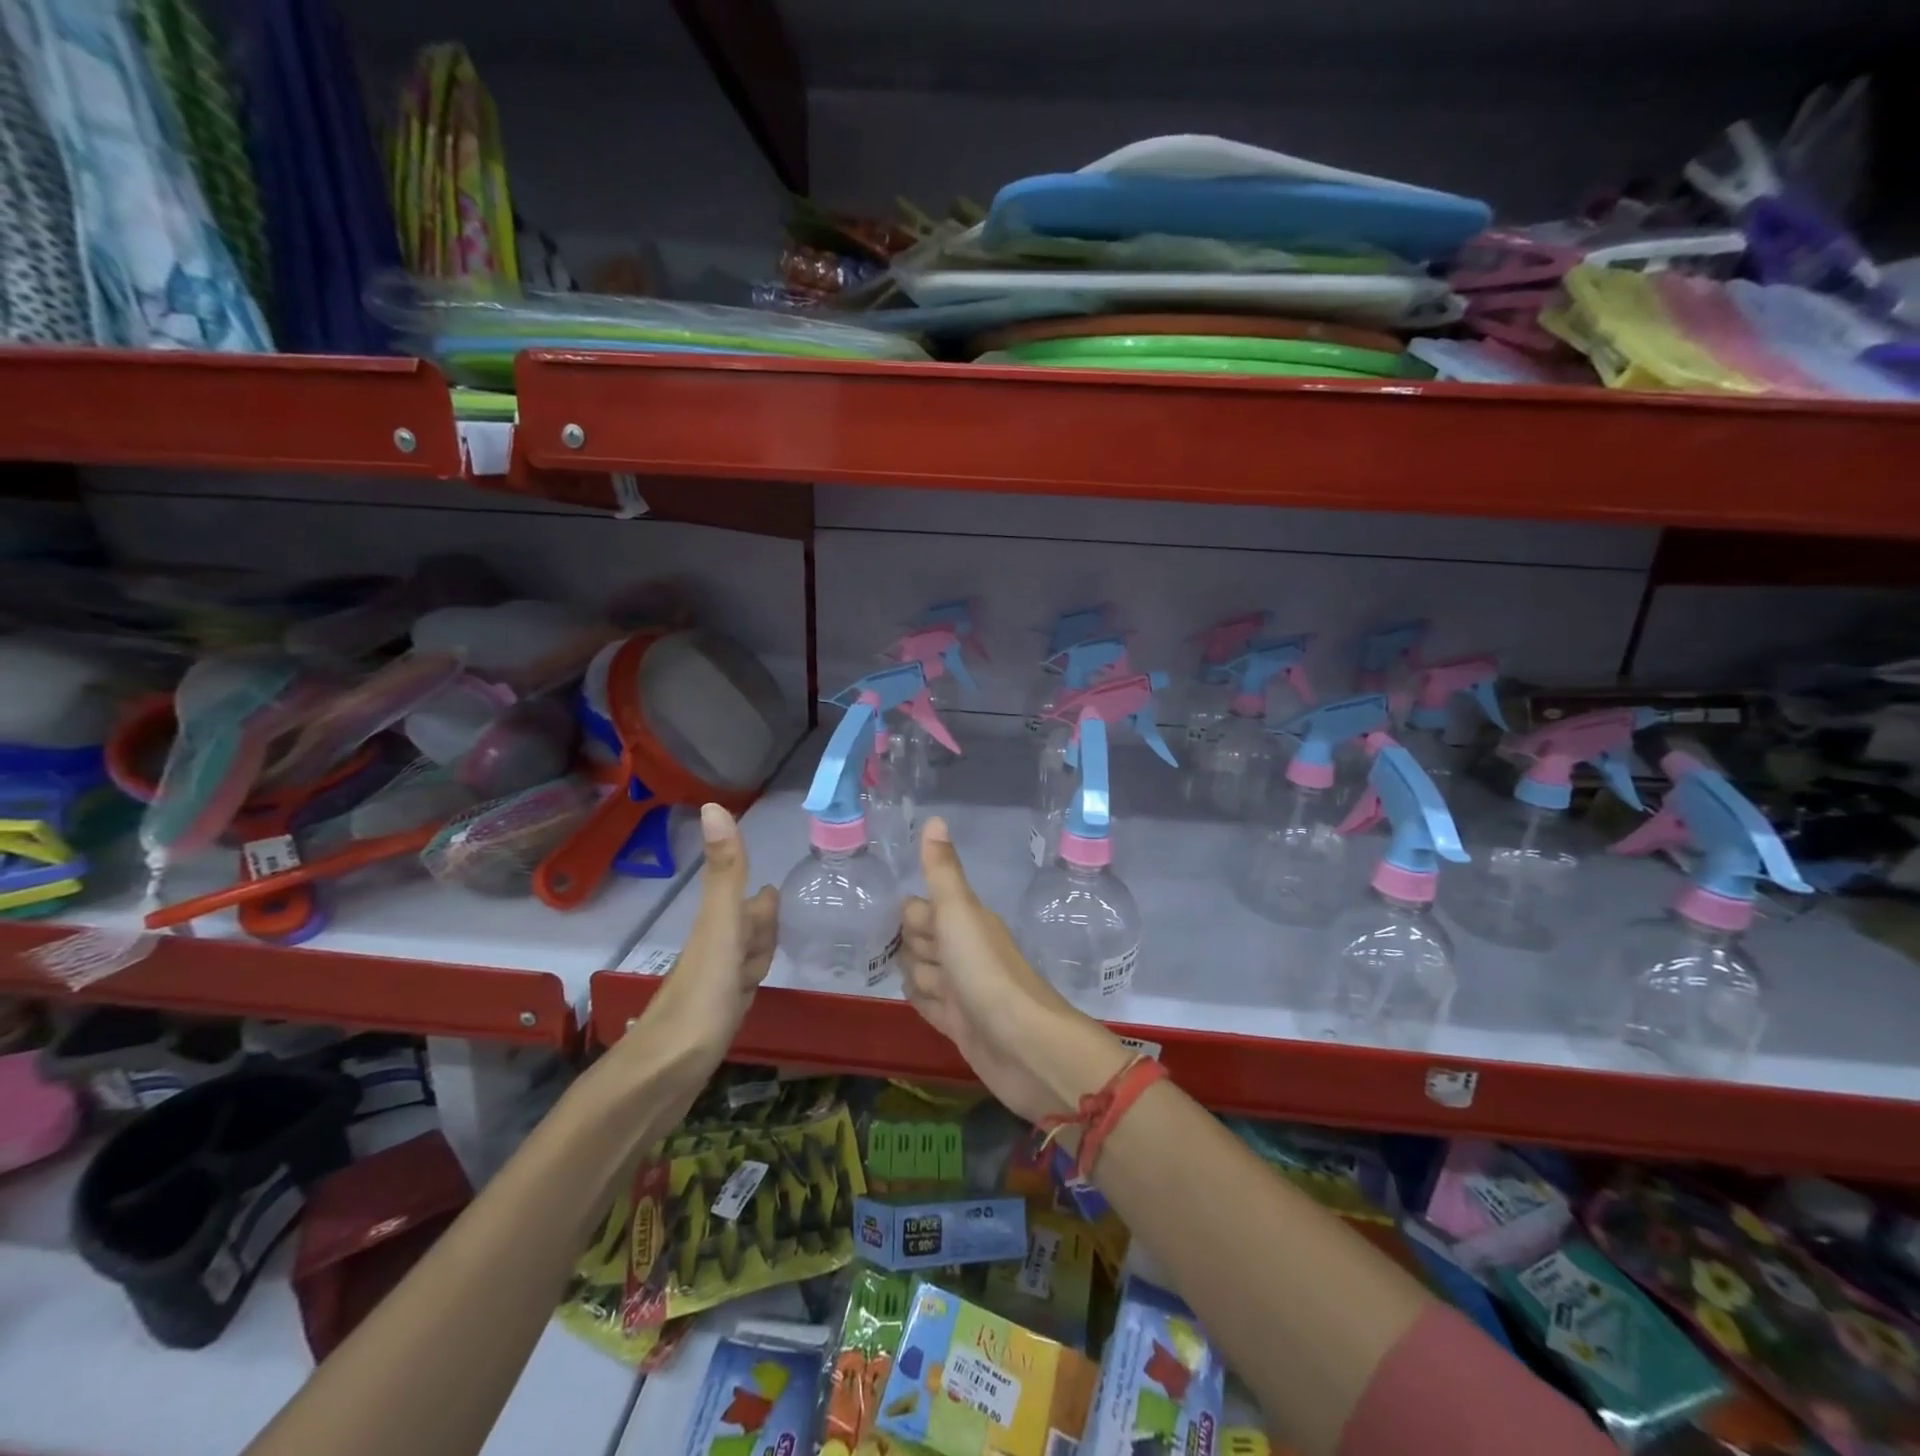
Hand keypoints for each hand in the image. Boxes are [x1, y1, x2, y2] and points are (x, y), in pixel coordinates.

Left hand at [629, 804, 776, 1062]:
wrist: (663, 1077)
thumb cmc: (700, 999)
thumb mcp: (720, 928)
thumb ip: (725, 872)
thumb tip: (714, 805)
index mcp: (718, 930)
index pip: (749, 906)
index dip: (761, 900)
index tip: (774, 889)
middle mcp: (715, 955)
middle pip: (746, 932)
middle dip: (761, 923)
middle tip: (778, 912)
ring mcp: (714, 990)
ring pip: (743, 962)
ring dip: (757, 953)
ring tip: (769, 952)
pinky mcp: (715, 1021)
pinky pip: (739, 993)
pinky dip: (749, 986)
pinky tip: (749, 993)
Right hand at [900, 818, 1127, 1122]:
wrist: (1023, 1044)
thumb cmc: (986, 971)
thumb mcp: (958, 913)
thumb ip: (942, 871)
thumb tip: (934, 819)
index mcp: (966, 922)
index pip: (923, 909)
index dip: (911, 916)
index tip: (889, 920)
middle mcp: (964, 953)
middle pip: (922, 942)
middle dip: (910, 947)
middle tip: (905, 956)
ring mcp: (963, 991)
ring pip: (924, 975)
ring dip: (916, 978)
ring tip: (919, 986)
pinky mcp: (960, 1026)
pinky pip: (931, 1007)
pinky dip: (922, 1003)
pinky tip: (917, 1003)